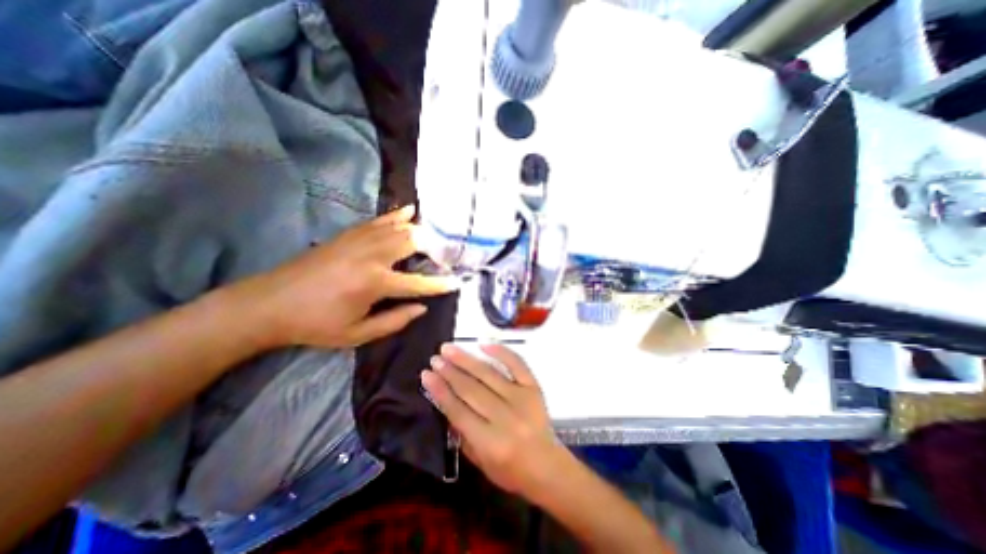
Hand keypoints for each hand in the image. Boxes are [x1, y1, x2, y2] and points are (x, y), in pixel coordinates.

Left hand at [235, 205, 459, 348]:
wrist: (269, 303)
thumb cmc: (315, 324)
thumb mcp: (357, 334)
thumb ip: (394, 321)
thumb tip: (422, 308)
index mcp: (375, 283)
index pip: (418, 282)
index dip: (439, 284)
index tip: (456, 282)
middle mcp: (372, 256)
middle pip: (412, 242)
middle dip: (434, 247)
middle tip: (447, 255)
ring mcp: (359, 240)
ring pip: (399, 227)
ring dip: (420, 230)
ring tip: (437, 235)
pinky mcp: (348, 235)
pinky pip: (379, 221)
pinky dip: (397, 215)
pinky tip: (410, 210)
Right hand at [417, 344, 571, 495]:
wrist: (547, 466)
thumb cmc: (510, 470)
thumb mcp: (479, 462)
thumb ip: (461, 433)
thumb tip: (445, 400)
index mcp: (490, 442)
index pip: (458, 411)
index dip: (440, 391)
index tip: (426, 375)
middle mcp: (506, 417)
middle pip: (471, 389)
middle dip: (450, 372)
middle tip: (435, 358)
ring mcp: (522, 399)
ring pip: (489, 374)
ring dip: (466, 360)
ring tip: (449, 349)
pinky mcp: (534, 388)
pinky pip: (517, 364)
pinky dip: (501, 352)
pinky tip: (484, 345)